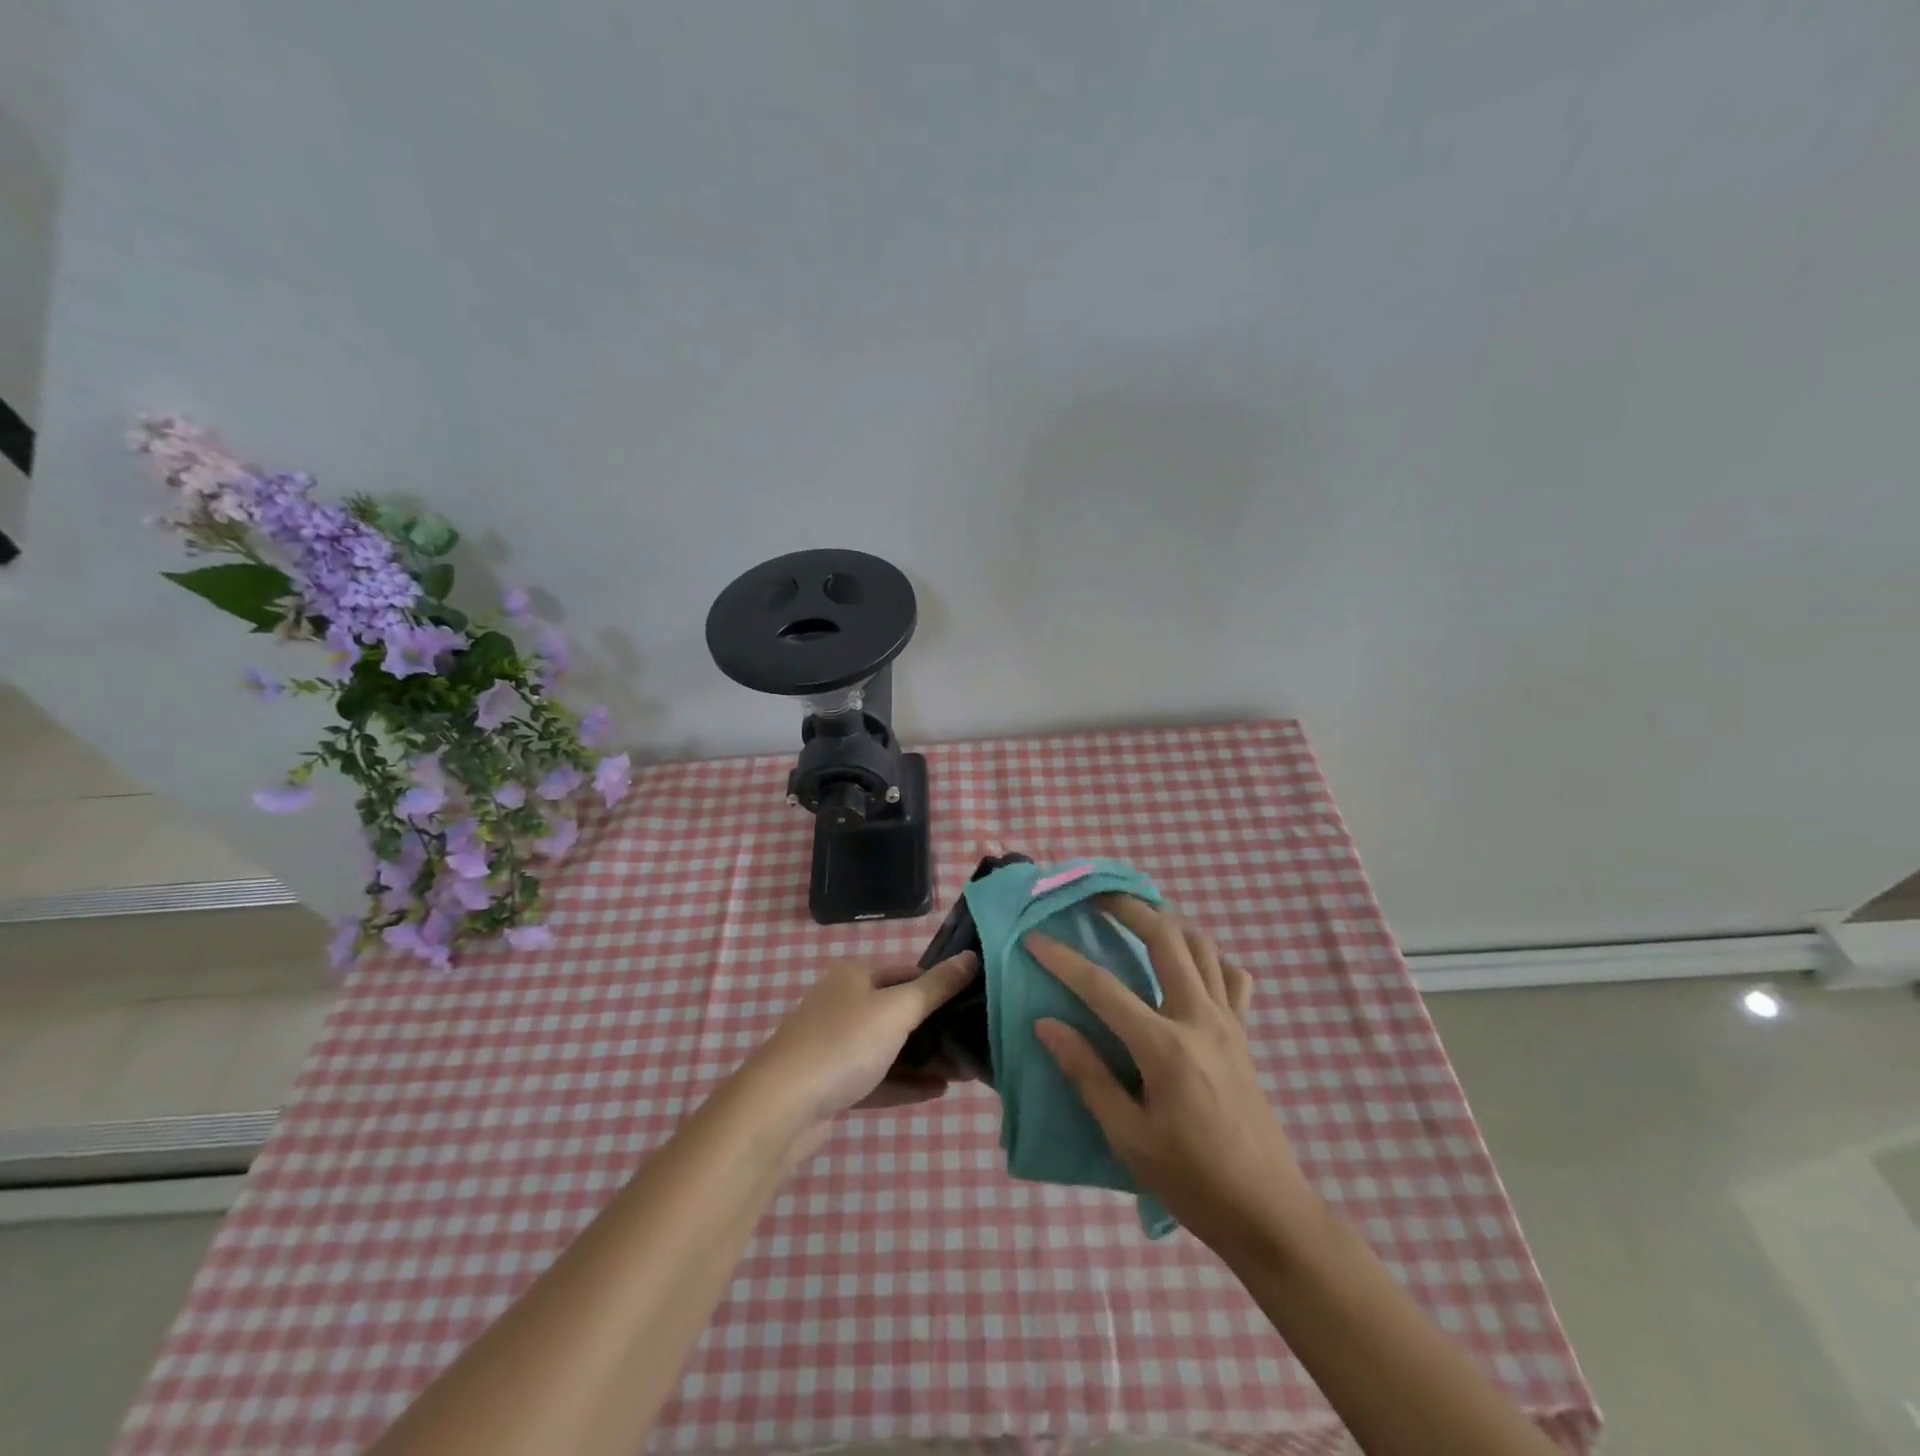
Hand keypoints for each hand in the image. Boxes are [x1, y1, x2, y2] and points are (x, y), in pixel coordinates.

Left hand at [742, 953, 978, 1157]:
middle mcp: (844, 1003)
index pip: (910, 972)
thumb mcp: (897, 1010)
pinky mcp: (833, 1083)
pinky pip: (878, 1077)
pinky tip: (938, 1091)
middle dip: (938, 1029)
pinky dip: (906, 1082)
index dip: (942, 986)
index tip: (976, 1005)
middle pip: (901, 1011)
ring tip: (966, 1072)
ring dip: (926, 1058)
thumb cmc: (842, 1044)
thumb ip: (937, 987)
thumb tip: (972, 957)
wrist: (778, 1109)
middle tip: (976, 1044)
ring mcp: (836, 1045)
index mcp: (856, 975)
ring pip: (891, 1047)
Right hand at [1027, 899, 1311, 1255]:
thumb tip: (1046, 1025)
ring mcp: (1229, 1021)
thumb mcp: (1128, 1137)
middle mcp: (1200, 1018)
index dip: (1063, 960)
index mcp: (1165, 1047)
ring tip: (1137, 917)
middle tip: (1097, 897)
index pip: (1103, 988)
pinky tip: (1188, 964)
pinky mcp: (1244, 1033)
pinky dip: (1209, 956)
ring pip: (1203, 945)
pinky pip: (1231, 976)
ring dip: (1168, 921)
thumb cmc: (1192, 1180)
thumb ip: (1087, 1074)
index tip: (1034, 937)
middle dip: (1128, 908)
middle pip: (1166, 938)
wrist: (1269, 1212)